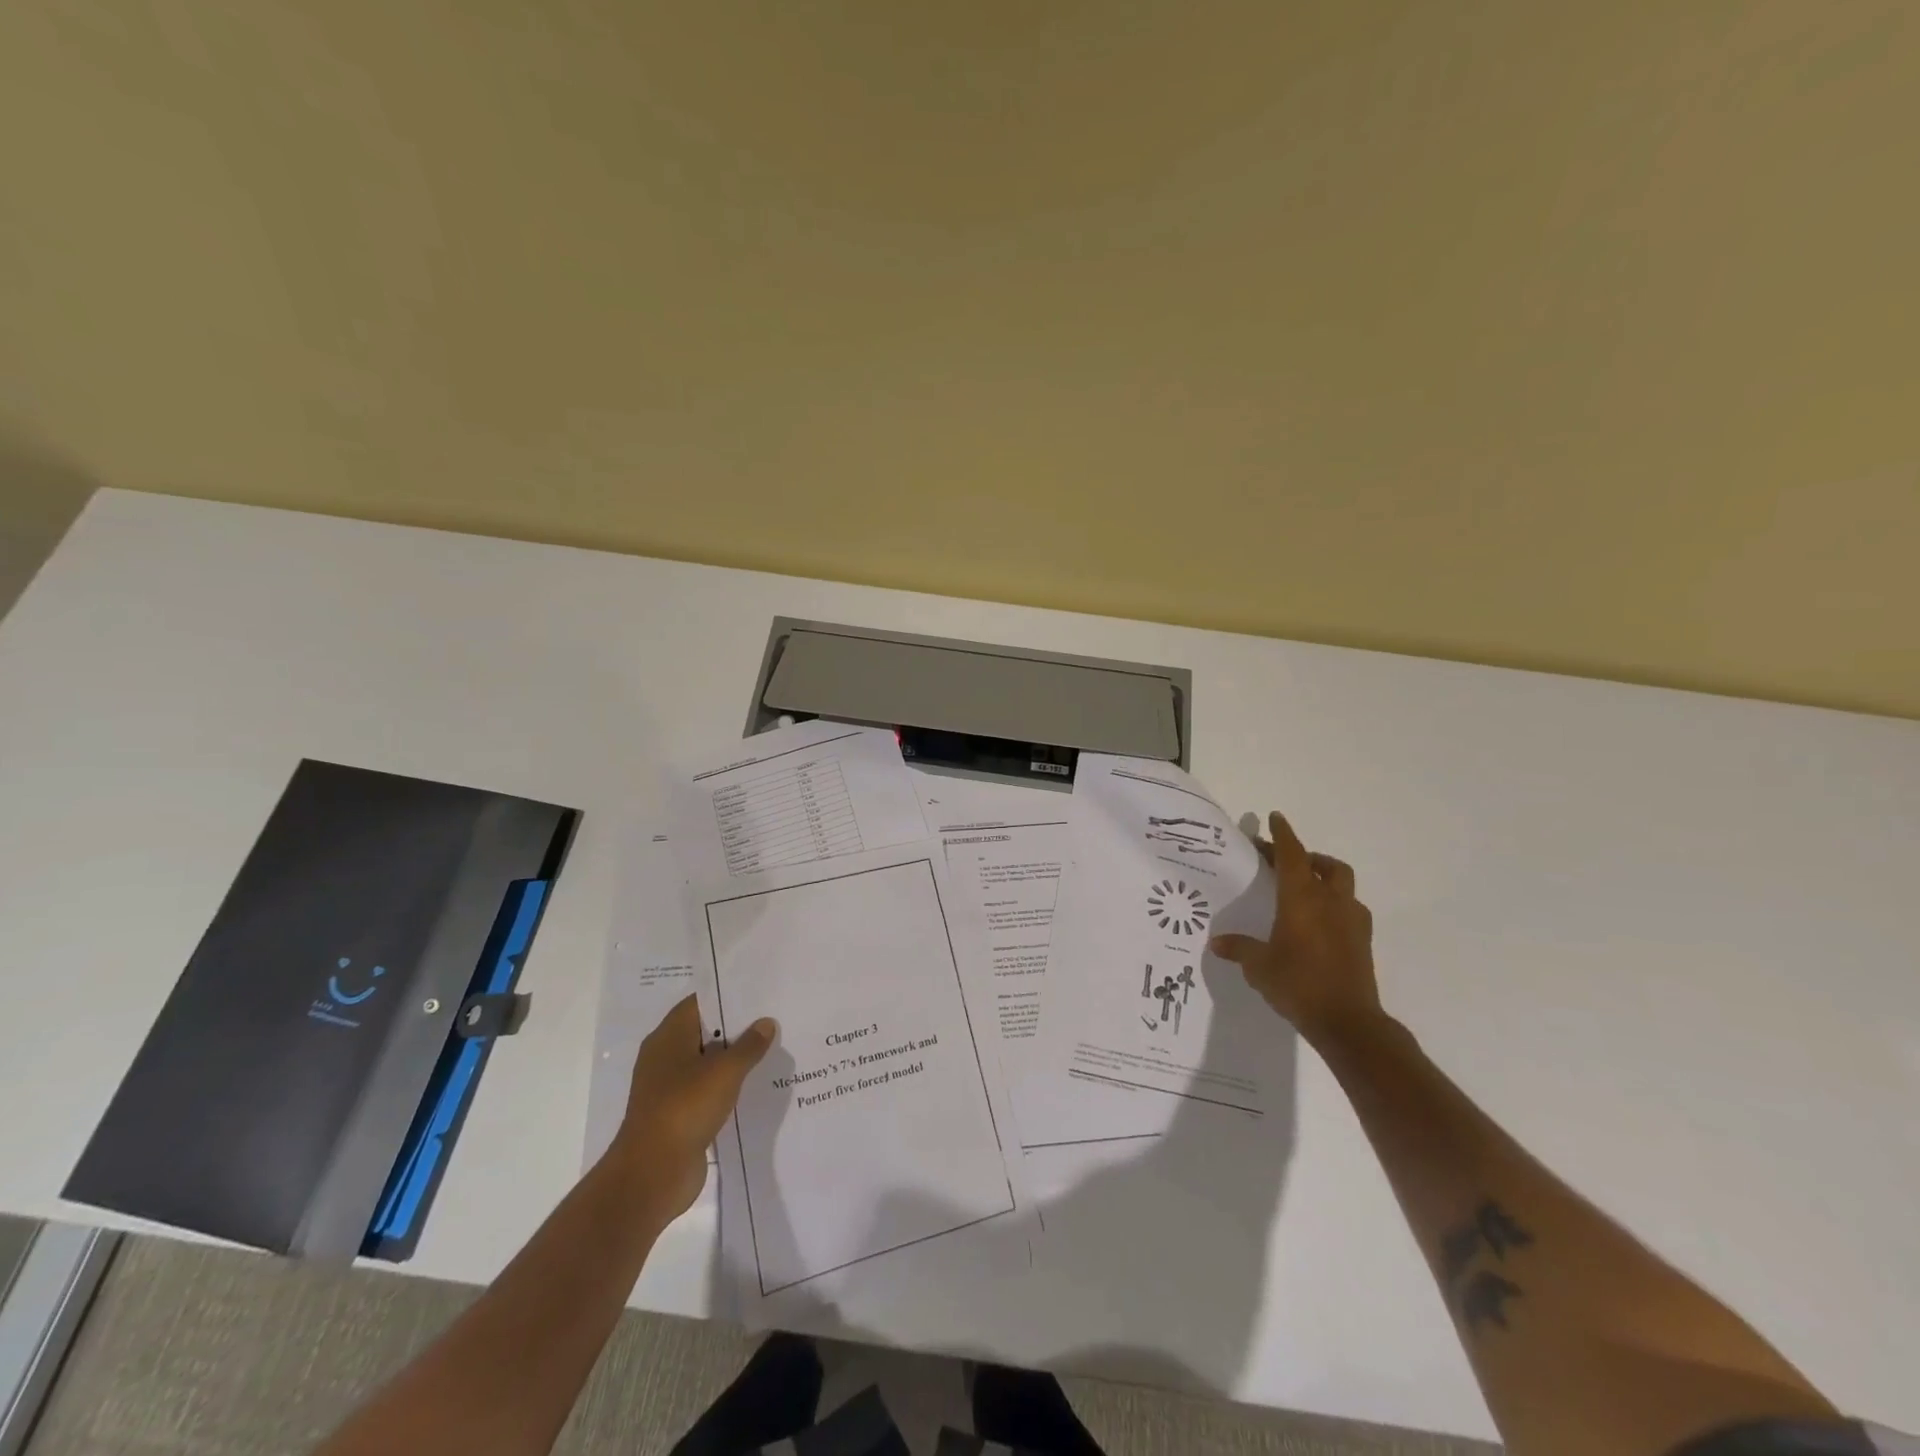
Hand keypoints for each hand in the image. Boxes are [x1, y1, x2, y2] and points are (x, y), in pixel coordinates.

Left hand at [607, 995, 776, 1221]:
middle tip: (773, 1016)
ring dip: (733, 1058)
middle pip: (704, 1031)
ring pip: (707, 1062)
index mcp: (668, 1037)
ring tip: (771, 1048)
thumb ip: (749, 1045)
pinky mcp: (678, 1114)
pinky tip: (755, 1085)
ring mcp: (670, 1088)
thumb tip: (766, 1023)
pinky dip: (727, 1086)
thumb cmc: (685, 1108)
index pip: (699, 1002)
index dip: (727, 995)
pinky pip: (707, 1090)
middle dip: (736, 1026)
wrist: (652, 1174)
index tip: (759, 991)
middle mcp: (665, 1057)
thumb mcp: (725, 1071)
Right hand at [1210, 810, 1379, 1045]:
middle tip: (1281, 861)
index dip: (1282, 835)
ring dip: (1324, 876)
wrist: (1348, 1022)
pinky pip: (1350, 908)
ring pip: (1342, 883)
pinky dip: (1335, 903)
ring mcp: (1352, 920)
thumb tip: (1217, 942)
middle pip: (1323, 865)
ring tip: (1304, 887)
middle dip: (1304, 856)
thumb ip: (1239, 949)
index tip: (1275, 818)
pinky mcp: (1363, 940)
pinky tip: (1320, 920)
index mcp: (1302, 899)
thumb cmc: (1298, 985)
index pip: (1292, 855)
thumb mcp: (1259, 967)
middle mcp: (1330, 901)